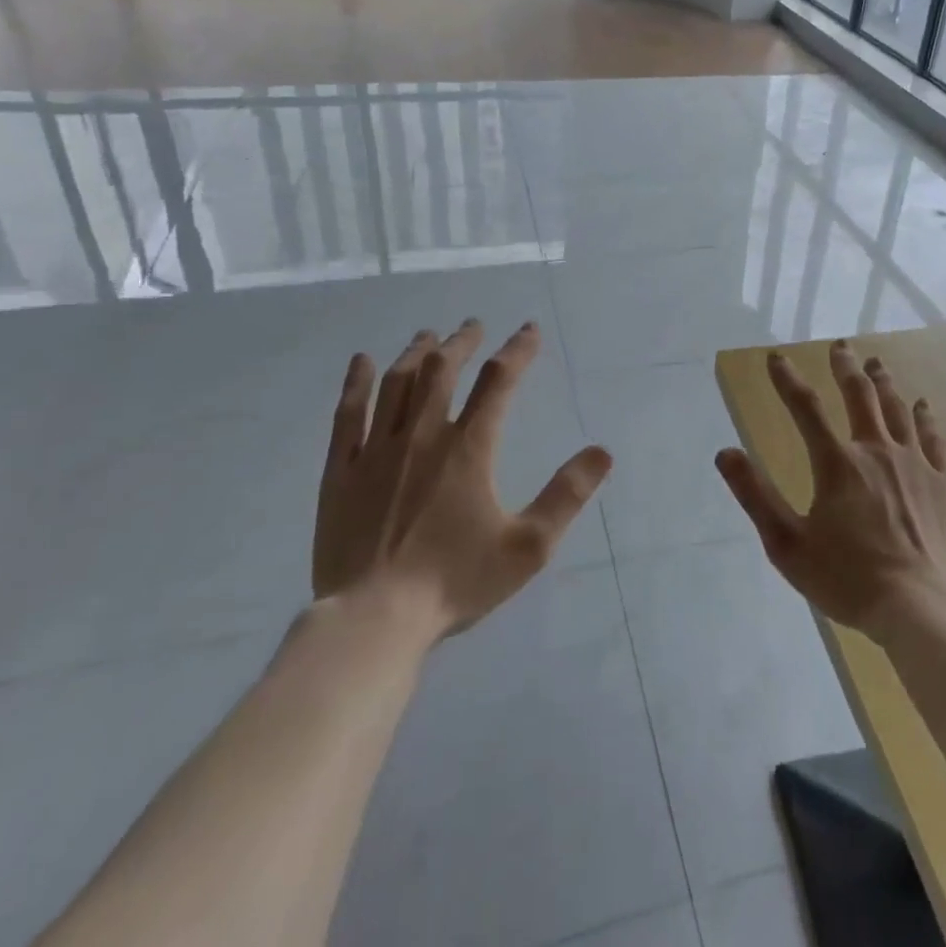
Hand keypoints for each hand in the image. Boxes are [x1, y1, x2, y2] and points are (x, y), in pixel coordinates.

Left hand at [313, 319, 611, 637]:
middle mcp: (423, 435)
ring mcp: (377, 450)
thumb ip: (566, 495)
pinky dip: (355, 382)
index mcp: (469, 448)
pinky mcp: (342, 471)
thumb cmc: (455, 582)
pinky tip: (361, 361)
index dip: (518, 350)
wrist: (374, 620)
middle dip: (462, 342)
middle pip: (443, 369)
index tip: (529, 330)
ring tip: (429, 335)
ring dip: (417, 353)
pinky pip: (348, 414)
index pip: (499, 382)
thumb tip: (603, 451)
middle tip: (473, 326)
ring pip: (398, 383)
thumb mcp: (528, 546)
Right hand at [716, 340, 945, 637]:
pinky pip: (934, 437)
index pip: (806, 408)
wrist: (926, 610)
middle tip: (840, 347)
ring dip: (883, 382)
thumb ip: (756, 495)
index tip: (776, 357)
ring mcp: (916, 464)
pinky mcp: (944, 483)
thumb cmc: (850, 580)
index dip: (787, 380)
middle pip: (860, 396)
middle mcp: (876, 451)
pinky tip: (923, 404)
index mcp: (837, 464)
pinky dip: (925, 416)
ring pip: (897, 409)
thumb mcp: (788, 545)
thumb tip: (725, 452)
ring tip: (876, 363)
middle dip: (846, 368)